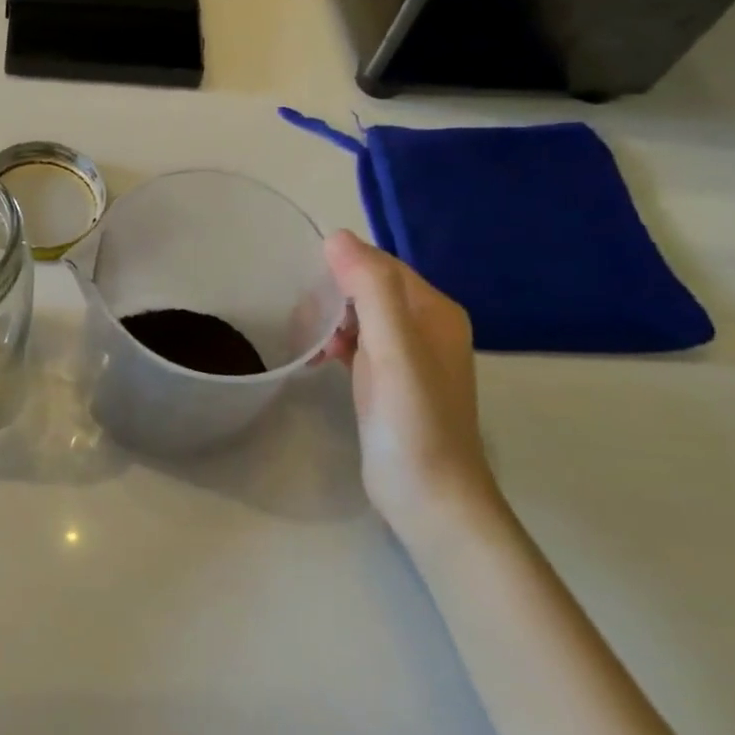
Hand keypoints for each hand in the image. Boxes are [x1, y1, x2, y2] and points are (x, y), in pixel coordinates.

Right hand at [322, 231, 502, 538]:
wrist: (428, 497)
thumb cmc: (412, 421)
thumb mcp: (393, 349)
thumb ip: (370, 291)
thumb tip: (336, 237)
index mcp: (435, 312)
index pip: (382, 266)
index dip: (343, 267)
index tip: (304, 284)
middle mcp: (427, 327)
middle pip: (371, 289)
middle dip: (333, 294)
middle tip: (299, 315)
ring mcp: (410, 357)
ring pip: (362, 317)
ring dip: (332, 319)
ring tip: (304, 337)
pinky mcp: (391, 383)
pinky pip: (360, 345)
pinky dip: (336, 344)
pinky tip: (315, 358)